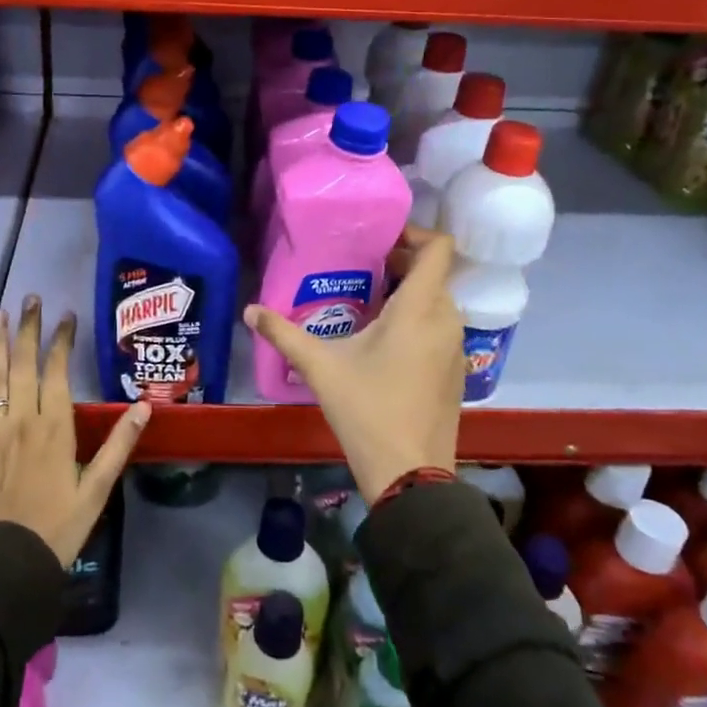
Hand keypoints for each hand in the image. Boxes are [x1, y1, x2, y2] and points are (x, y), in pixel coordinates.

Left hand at [0, 296, 150, 565]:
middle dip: (27, 328)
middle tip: (30, 299)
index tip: (66, 316)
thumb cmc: (56, 528)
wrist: (3, 565)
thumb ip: (119, 445)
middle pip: (23, 363)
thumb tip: (145, 407)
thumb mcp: (97, 490)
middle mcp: (21, 420)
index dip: (62, 341)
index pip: (58, 371)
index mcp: (55, 428)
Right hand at [244, 227, 462, 500]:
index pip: (439, 249)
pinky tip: (384, 343)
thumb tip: (249, 310)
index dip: (416, 233)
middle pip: (434, 275)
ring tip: (368, 302)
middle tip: (362, 269)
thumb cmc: (366, 410)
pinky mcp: (456, 371)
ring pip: (438, 303)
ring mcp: (455, 348)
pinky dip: (418, 321)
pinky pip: (440, 328)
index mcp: (419, 309)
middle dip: (402, 265)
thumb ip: (283, 334)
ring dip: (409, 295)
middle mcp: (446, 321)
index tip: (381, 238)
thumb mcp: (319, 367)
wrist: (410, 473)